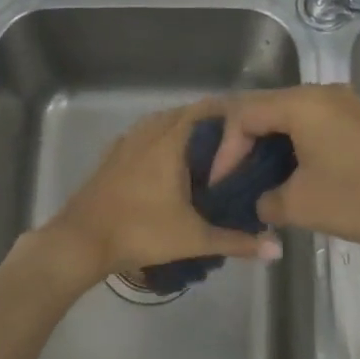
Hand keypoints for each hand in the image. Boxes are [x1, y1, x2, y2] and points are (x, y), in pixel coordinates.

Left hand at [42, 101, 281, 281]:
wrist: (82, 240)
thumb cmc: (141, 231)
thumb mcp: (194, 238)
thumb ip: (237, 241)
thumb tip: (277, 249)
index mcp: (170, 141)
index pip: (205, 109)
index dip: (230, 112)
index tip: (252, 126)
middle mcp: (148, 133)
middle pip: (184, 114)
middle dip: (209, 124)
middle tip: (235, 144)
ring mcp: (125, 143)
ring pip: (160, 124)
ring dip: (182, 131)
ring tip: (205, 153)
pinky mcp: (111, 157)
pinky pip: (142, 137)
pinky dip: (160, 141)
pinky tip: (168, 165)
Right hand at [209, 84, 359, 245]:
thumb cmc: (359, 198)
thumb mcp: (299, 205)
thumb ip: (264, 200)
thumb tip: (259, 201)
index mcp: (301, 104)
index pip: (244, 116)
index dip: (225, 150)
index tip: (220, 184)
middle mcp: (319, 94)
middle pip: (262, 108)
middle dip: (240, 143)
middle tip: (228, 175)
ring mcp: (340, 104)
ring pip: (285, 115)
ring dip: (265, 144)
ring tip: (250, 175)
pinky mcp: (354, 120)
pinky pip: (308, 123)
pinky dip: (289, 143)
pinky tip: (283, 170)